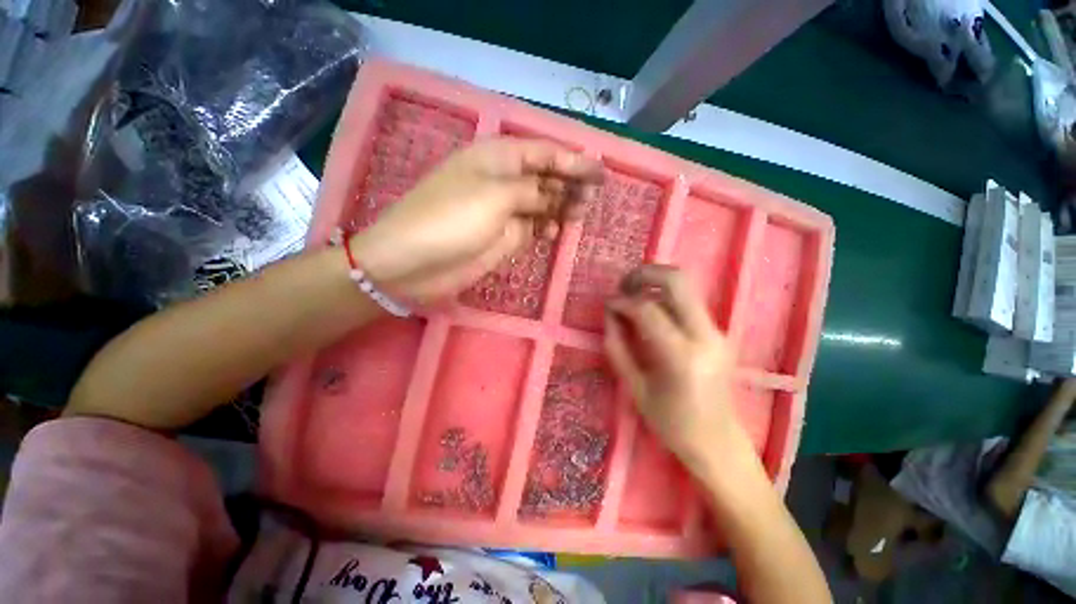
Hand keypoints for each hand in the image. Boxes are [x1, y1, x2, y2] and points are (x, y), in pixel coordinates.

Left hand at [350, 138, 603, 302]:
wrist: (414, 262)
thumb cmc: (452, 219)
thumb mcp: (496, 197)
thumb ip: (533, 192)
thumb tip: (557, 195)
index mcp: (498, 158)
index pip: (544, 153)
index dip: (574, 161)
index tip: (600, 173)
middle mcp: (502, 180)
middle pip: (545, 177)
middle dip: (570, 184)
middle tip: (593, 197)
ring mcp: (502, 210)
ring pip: (541, 203)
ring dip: (561, 206)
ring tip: (581, 213)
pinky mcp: (502, 236)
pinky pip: (532, 227)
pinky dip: (546, 227)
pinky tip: (557, 231)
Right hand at [603, 265, 758, 482]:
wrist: (718, 441)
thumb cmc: (671, 423)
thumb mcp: (635, 388)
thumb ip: (617, 347)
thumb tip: (610, 315)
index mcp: (682, 357)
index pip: (648, 310)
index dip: (622, 301)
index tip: (608, 304)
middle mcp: (706, 336)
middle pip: (678, 281)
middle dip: (644, 274)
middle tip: (623, 284)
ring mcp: (717, 332)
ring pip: (686, 285)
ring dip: (655, 281)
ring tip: (632, 293)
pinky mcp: (718, 332)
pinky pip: (689, 300)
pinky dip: (665, 295)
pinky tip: (649, 308)